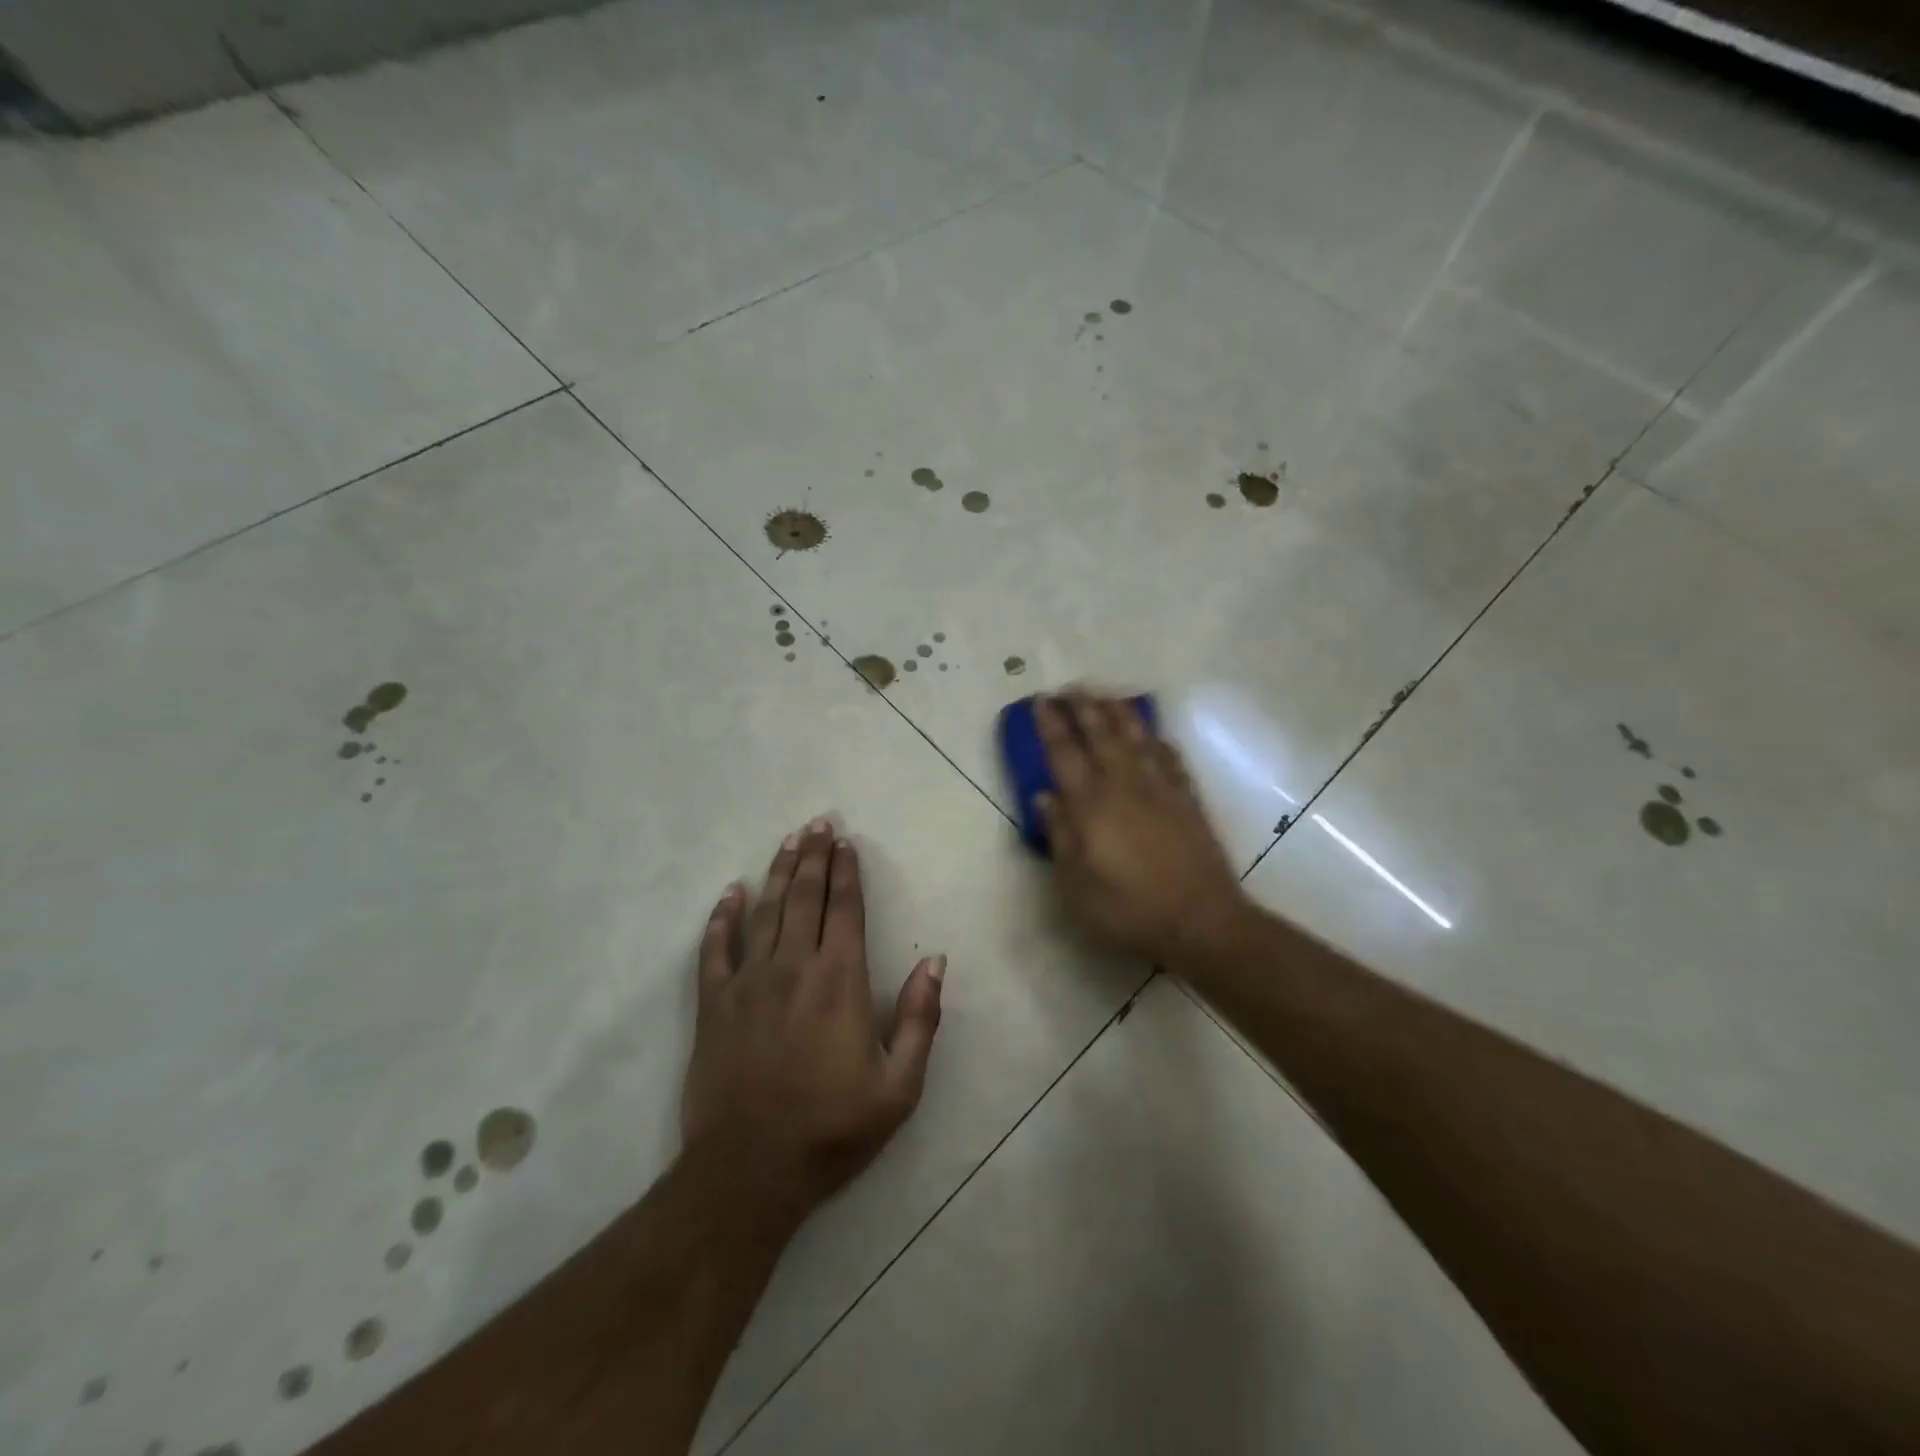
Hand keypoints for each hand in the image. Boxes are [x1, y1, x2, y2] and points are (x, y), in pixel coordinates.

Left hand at [682, 819, 945, 1222]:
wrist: (751, 1170)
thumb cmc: (832, 1129)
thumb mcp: (899, 1086)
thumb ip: (920, 1018)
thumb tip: (934, 960)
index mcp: (840, 980)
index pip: (844, 909)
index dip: (847, 872)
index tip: (847, 843)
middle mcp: (793, 967)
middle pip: (805, 897)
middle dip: (815, 857)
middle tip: (819, 824)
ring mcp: (749, 982)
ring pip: (765, 911)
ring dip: (779, 872)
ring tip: (789, 841)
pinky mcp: (714, 1004)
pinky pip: (715, 949)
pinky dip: (722, 917)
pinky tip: (731, 893)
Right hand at [1036, 692, 1248, 966]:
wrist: (1200, 919)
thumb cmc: (1128, 908)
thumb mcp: (1077, 883)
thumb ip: (1060, 835)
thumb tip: (1045, 796)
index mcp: (1091, 804)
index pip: (1065, 753)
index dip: (1051, 725)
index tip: (1041, 700)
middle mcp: (1124, 785)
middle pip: (1101, 735)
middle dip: (1083, 707)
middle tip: (1070, 688)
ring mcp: (1160, 788)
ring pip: (1136, 737)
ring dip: (1118, 713)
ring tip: (1106, 696)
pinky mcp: (1187, 798)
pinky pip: (1170, 757)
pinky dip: (1157, 740)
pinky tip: (1153, 735)